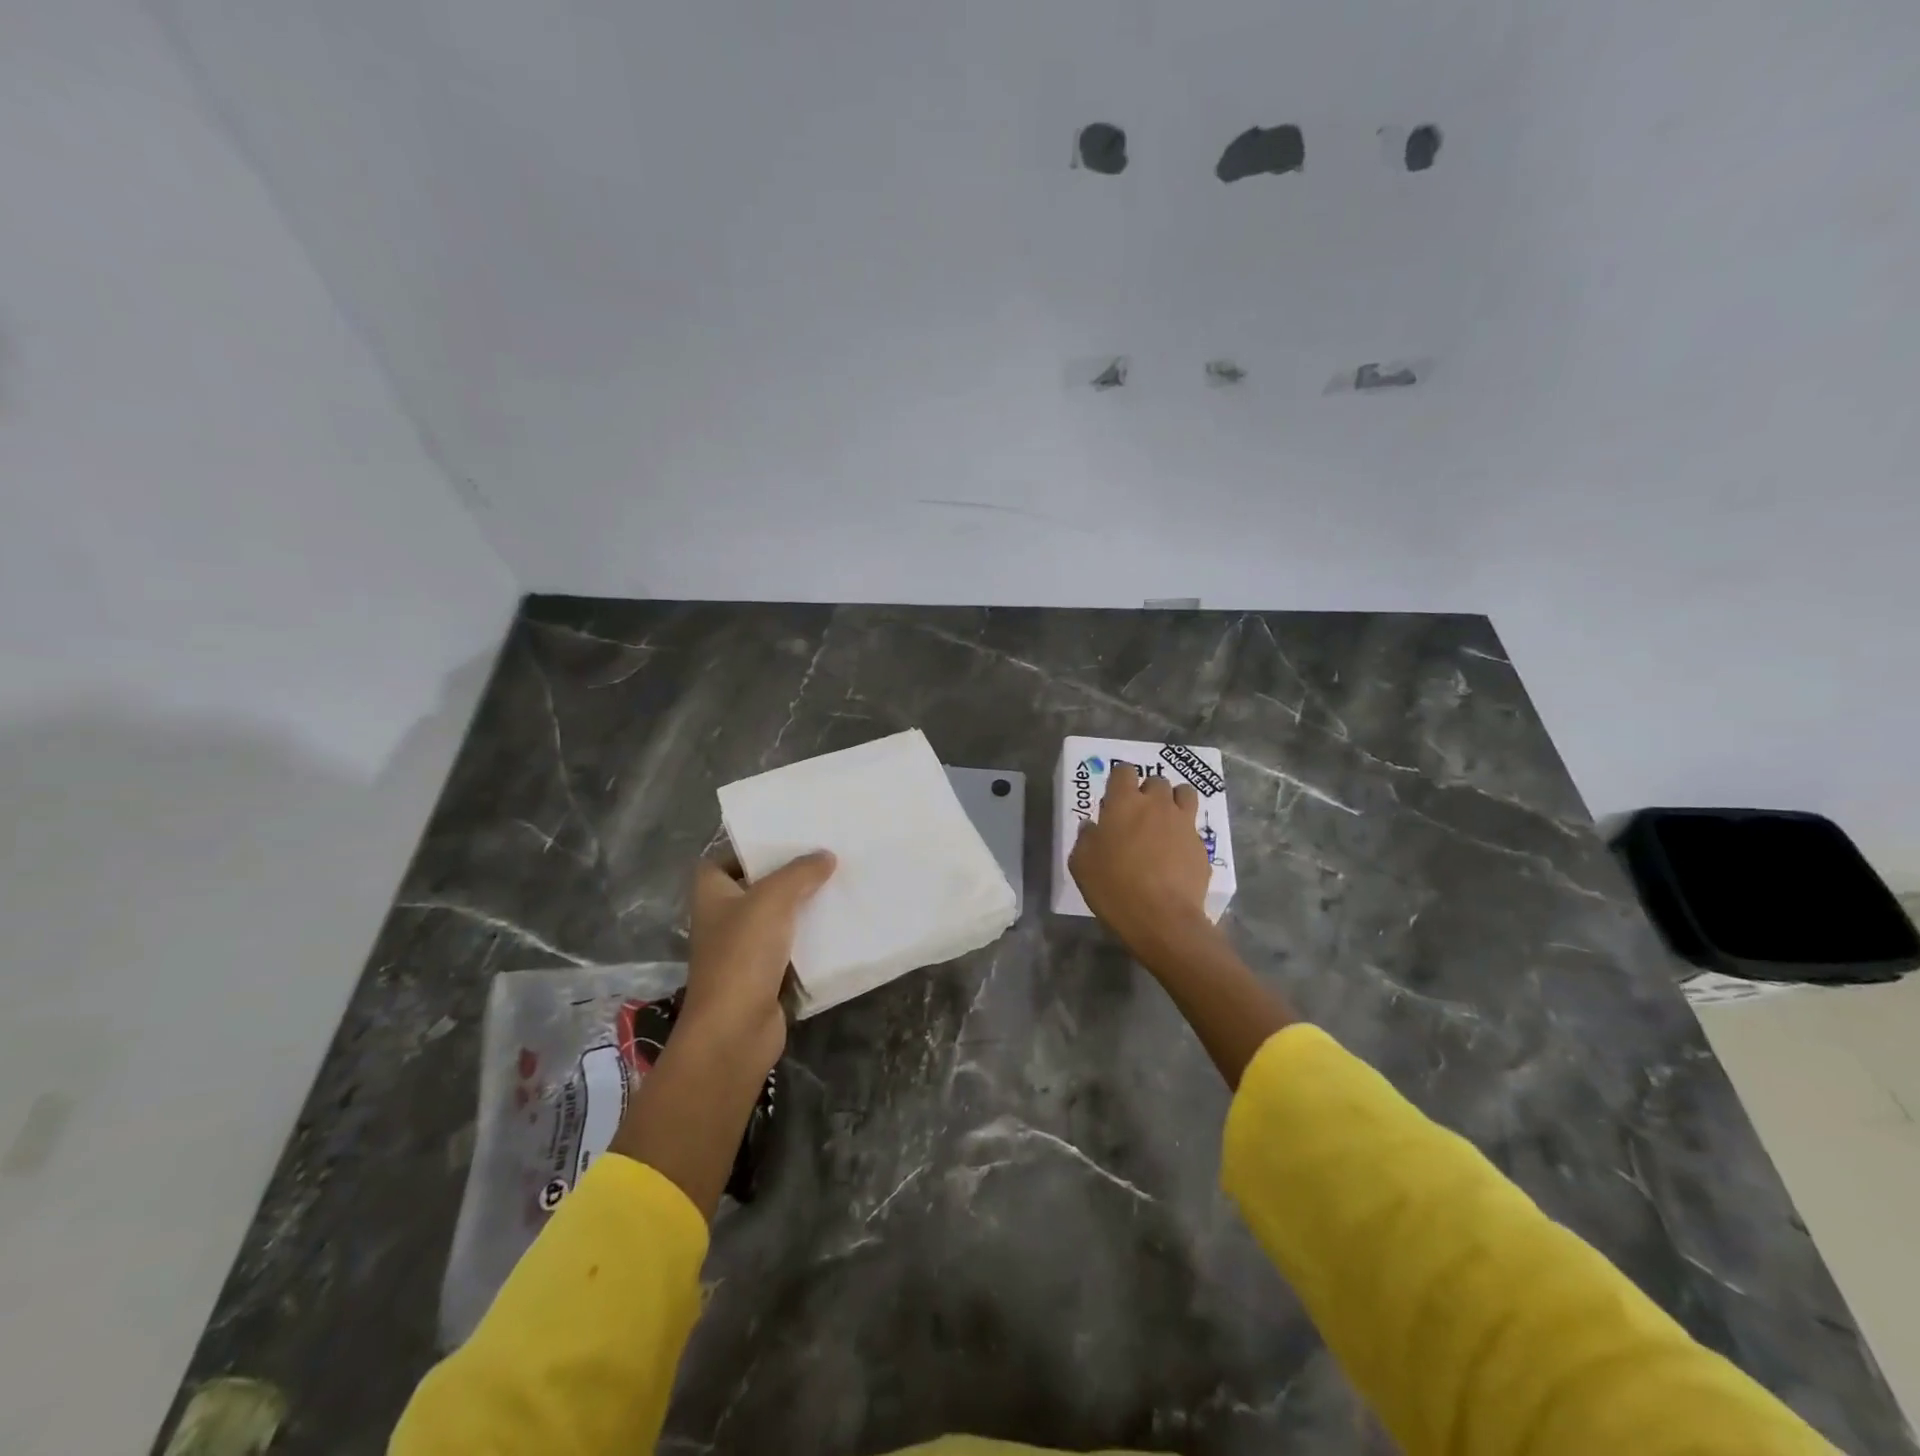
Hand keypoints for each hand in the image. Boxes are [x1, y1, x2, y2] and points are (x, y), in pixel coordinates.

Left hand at [679, 850, 835, 1074]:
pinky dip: (809, 938)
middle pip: (756, 887)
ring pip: (777, 917)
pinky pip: (790, 946)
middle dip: (787, 875)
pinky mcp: (764, 976)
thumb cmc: (743, 955)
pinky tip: (837, 926)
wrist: (735, 1029)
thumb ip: (799, 872)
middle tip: (823, 857)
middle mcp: (723, 919)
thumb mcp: (772, 899)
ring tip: (837, 885)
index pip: (723, 860)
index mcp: (712, 894)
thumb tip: (825, 856)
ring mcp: (742, 950)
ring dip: (802, 906)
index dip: (749, 849)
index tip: (786, 839)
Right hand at [1069, 762, 1215, 961]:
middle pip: (1157, 781)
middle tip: (1138, 813)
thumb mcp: (1082, 864)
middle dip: (1148, 791)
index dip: (1119, 778)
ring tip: (1165, 821)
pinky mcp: (1201, 846)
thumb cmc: (1114, 887)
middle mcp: (1157, 805)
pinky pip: (1193, 828)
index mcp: (1124, 803)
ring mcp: (1183, 824)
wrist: (1162, 918)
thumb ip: (1086, 839)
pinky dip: (1185, 834)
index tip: (1115, 794)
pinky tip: (1176, 855)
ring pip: (1185, 794)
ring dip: (1174, 801)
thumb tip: (1092, 827)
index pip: (1124, 771)